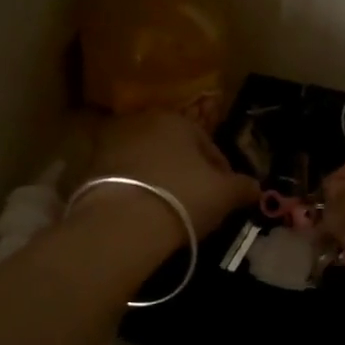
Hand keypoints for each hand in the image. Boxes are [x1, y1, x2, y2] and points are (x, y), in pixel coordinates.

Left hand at [83, 111, 259, 240]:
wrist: (121, 224)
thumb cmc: (182, 198)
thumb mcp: (225, 195)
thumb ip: (243, 187)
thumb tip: (256, 188)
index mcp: (177, 120)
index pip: (208, 145)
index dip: (222, 172)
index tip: (226, 197)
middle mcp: (142, 122)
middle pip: (174, 150)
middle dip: (187, 172)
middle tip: (198, 203)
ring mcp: (111, 144)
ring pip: (147, 163)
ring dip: (159, 180)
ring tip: (170, 210)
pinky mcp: (88, 169)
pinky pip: (123, 180)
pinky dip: (135, 192)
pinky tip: (144, 215)